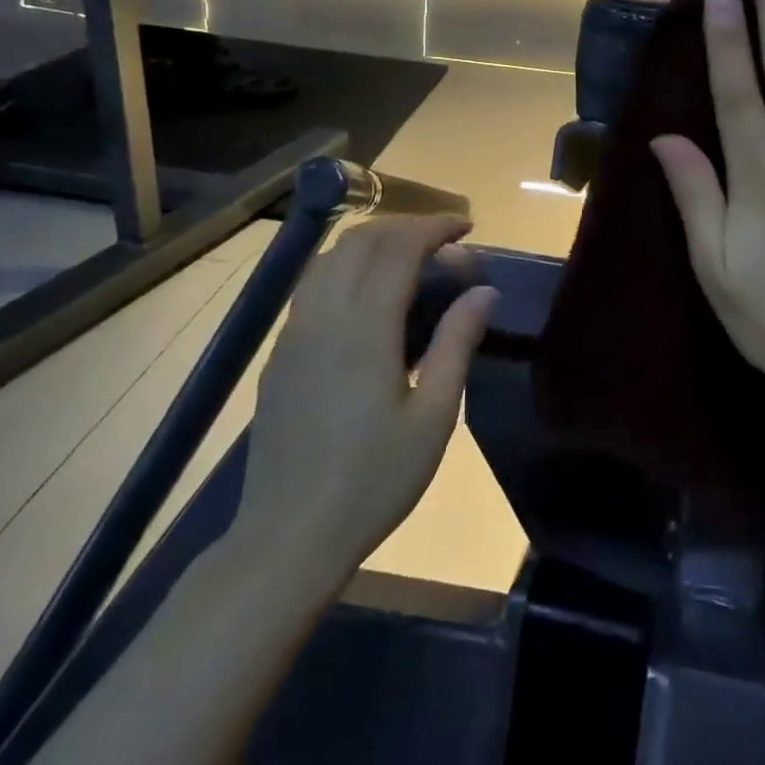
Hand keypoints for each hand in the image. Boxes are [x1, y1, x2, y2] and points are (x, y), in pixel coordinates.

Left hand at [232, 216, 496, 581]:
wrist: (288, 537)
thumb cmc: (373, 481)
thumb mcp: (433, 416)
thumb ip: (457, 343)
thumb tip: (484, 290)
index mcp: (364, 328)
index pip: (399, 248)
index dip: (436, 227)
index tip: (468, 228)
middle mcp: (323, 316)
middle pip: (361, 240)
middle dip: (406, 227)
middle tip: (446, 245)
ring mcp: (294, 333)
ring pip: (330, 258)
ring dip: (374, 243)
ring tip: (412, 261)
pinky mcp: (280, 353)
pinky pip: (314, 285)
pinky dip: (348, 267)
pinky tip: (371, 298)